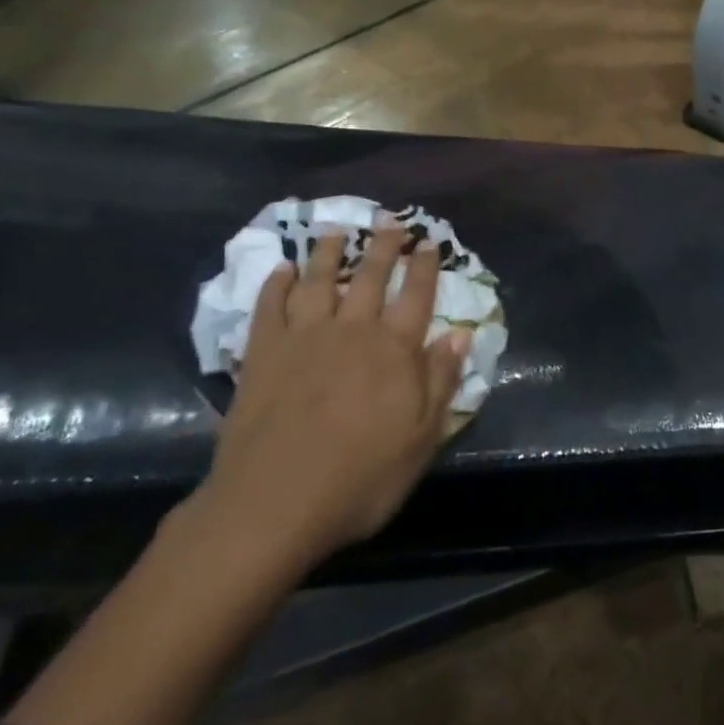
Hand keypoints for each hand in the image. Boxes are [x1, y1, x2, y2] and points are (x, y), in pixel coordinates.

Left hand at [187, 220, 469, 578]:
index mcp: (394, 350)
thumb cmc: (359, 479)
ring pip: (320, 281)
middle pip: (372, 276)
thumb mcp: (420, 439)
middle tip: (389, 221)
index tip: (429, 241)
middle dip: (384, 246)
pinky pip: (270, 307)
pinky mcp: (264, 353)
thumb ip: (441, 381)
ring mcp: (305, 337)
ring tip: (336, 230)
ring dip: (330, 253)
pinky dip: (277, 284)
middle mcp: (353, 330)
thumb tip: (459, 335)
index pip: (417, 295)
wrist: (273, 504)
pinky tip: (282, 270)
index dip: (425, 266)